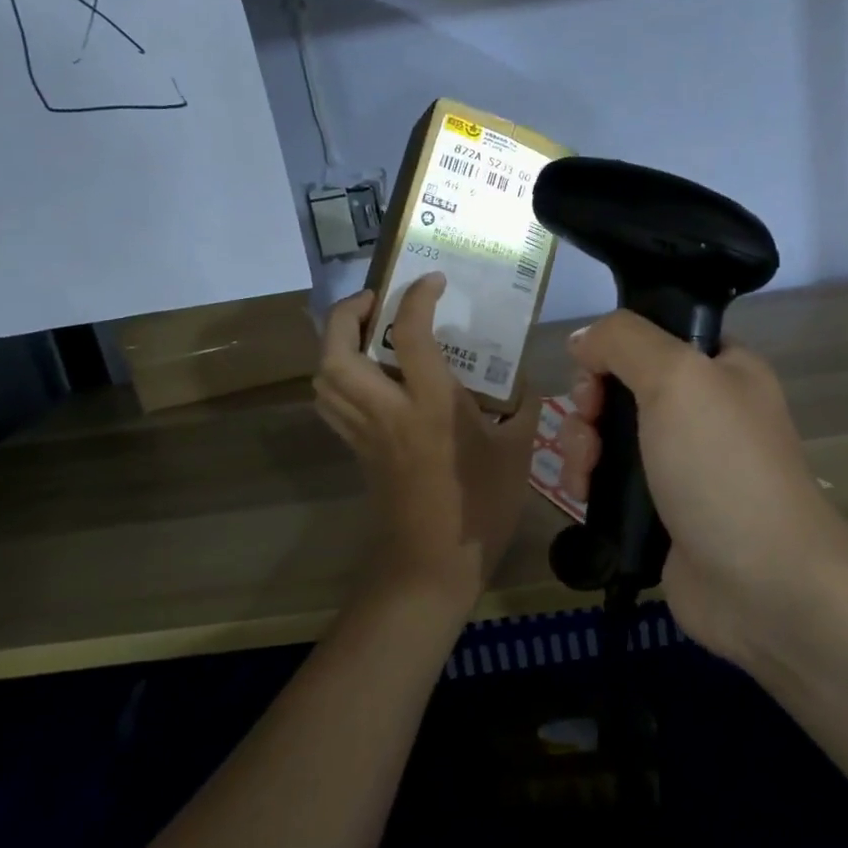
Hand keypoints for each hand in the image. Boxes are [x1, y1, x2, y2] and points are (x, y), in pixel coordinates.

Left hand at [315, 276, 539, 614]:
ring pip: (323, 376)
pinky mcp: (356, 450)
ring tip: (365, 331)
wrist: (432, 566)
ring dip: (335, 343)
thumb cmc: (480, 508)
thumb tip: (523, 378)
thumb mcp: (516, 452)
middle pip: (337, 351)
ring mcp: (365, 432)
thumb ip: (522, 408)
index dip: (417, 296)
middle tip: (375, 301)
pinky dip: (336, 376)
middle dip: (346, 313)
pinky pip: (331, 403)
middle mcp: (387, 411)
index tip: (432, 281)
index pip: (410, 333)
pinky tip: (365, 375)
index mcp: (431, 405)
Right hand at [558, 312, 847, 660]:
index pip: (654, 336)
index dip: (614, 347)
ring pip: (609, 432)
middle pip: (622, 384)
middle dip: (590, 401)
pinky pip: (610, 479)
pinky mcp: (660, 509)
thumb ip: (624, 341)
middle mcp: (702, 410)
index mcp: (722, 368)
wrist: (763, 583)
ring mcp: (681, 463)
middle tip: (590, 424)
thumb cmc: (722, 466)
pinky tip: (581, 495)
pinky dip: (588, 481)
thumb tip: (582, 340)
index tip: (595, 371)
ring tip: (584, 472)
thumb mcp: (677, 378)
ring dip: (582, 444)